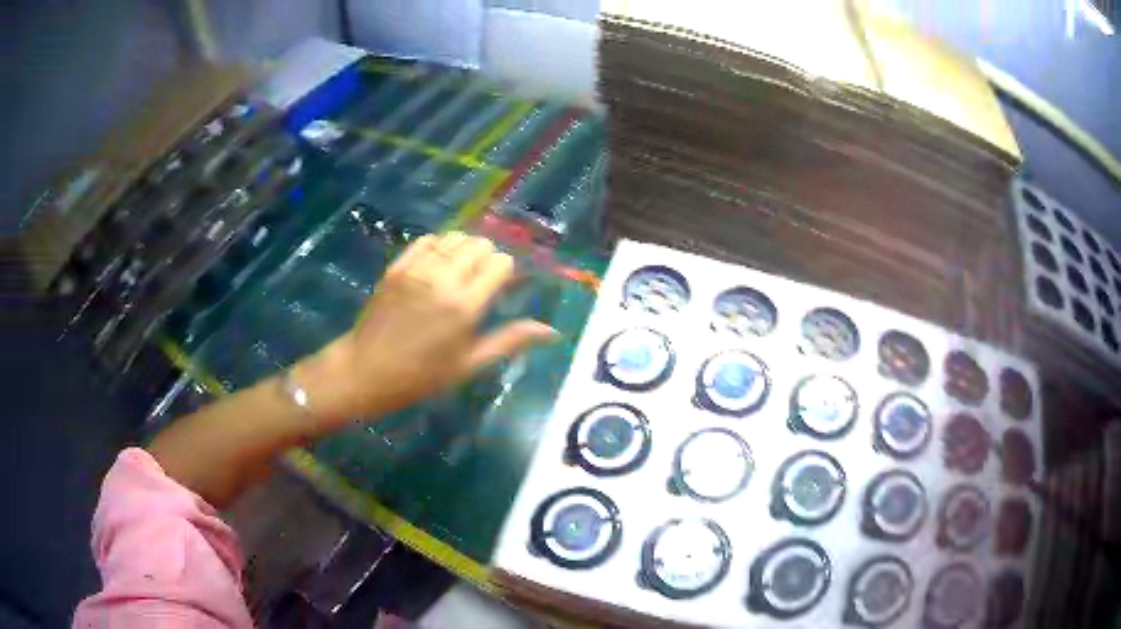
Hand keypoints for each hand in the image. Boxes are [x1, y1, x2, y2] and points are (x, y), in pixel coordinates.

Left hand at [295, 232, 557, 430]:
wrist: (366, 371)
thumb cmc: (421, 376)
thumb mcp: (469, 365)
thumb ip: (509, 341)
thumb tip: (552, 331)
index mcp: (465, 306)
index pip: (501, 263)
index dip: (507, 273)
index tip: (501, 289)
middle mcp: (444, 278)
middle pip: (480, 244)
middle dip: (488, 258)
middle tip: (481, 282)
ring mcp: (417, 268)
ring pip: (455, 237)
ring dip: (465, 249)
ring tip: (460, 272)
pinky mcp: (397, 265)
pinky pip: (427, 240)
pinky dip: (439, 246)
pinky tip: (437, 264)